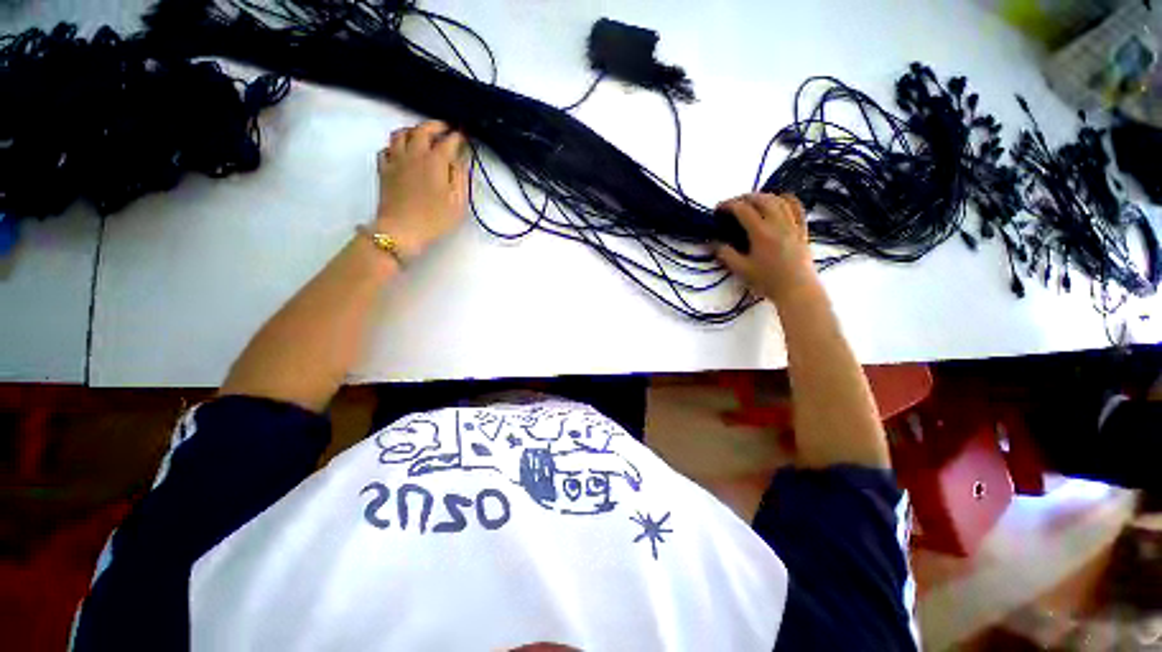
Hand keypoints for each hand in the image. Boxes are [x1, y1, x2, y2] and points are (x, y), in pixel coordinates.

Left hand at [375, 120, 468, 257]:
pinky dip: (396, 146)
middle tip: (445, 129)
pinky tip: (402, 153)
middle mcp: (414, 154)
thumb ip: (460, 177)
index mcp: (435, 161)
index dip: (458, 136)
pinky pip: (387, 148)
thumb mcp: (458, 202)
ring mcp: (395, 160)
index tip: (465, 135)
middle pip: (422, 130)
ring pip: (401, 134)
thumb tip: (460, 159)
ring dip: (413, 130)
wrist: (402, 230)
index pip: (448, 141)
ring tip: (422, 136)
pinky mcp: (384, 169)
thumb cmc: (435, 219)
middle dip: (436, 126)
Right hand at [716, 193, 818, 306]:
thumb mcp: (741, 270)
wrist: (796, 289)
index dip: (728, 205)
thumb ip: (726, 254)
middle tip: (732, 205)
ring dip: (763, 196)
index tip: (718, 210)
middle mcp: (778, 223)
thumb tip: (713, 243)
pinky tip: (779, 200)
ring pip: (778, 200)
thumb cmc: (767, 281)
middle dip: (744, 197)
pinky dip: (786, 199)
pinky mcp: (802, 229)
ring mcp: (792, 224)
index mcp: (761, 232)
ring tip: (751, 201)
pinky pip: (796, 207)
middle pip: (761, 199)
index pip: (742, 209)